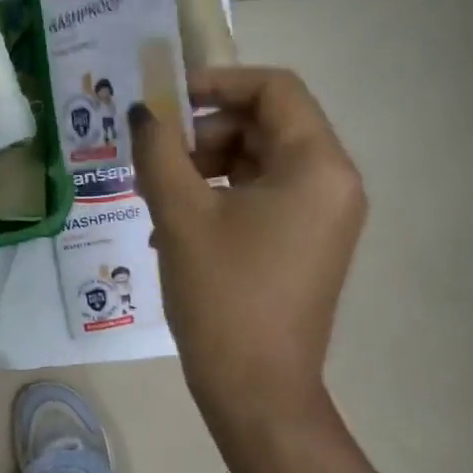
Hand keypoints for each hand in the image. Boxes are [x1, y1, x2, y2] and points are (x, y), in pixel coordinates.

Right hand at [130, 67, 365, 424]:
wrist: (255, 389)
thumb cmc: (222, 295)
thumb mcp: (180, 216)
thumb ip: (157, 152)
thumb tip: (141, 113)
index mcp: (316, 166)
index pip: (274, 90)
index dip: (217, 82)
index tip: (165, 101)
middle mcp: (332, 183)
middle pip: (265, 125)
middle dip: (204, 132)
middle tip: (154, 156)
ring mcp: (321, 217)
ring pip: (259, 163)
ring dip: (205, 167)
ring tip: (158, 195)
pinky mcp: (305, 244)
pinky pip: (261, 198)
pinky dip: (219, 197)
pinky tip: (176, 227)